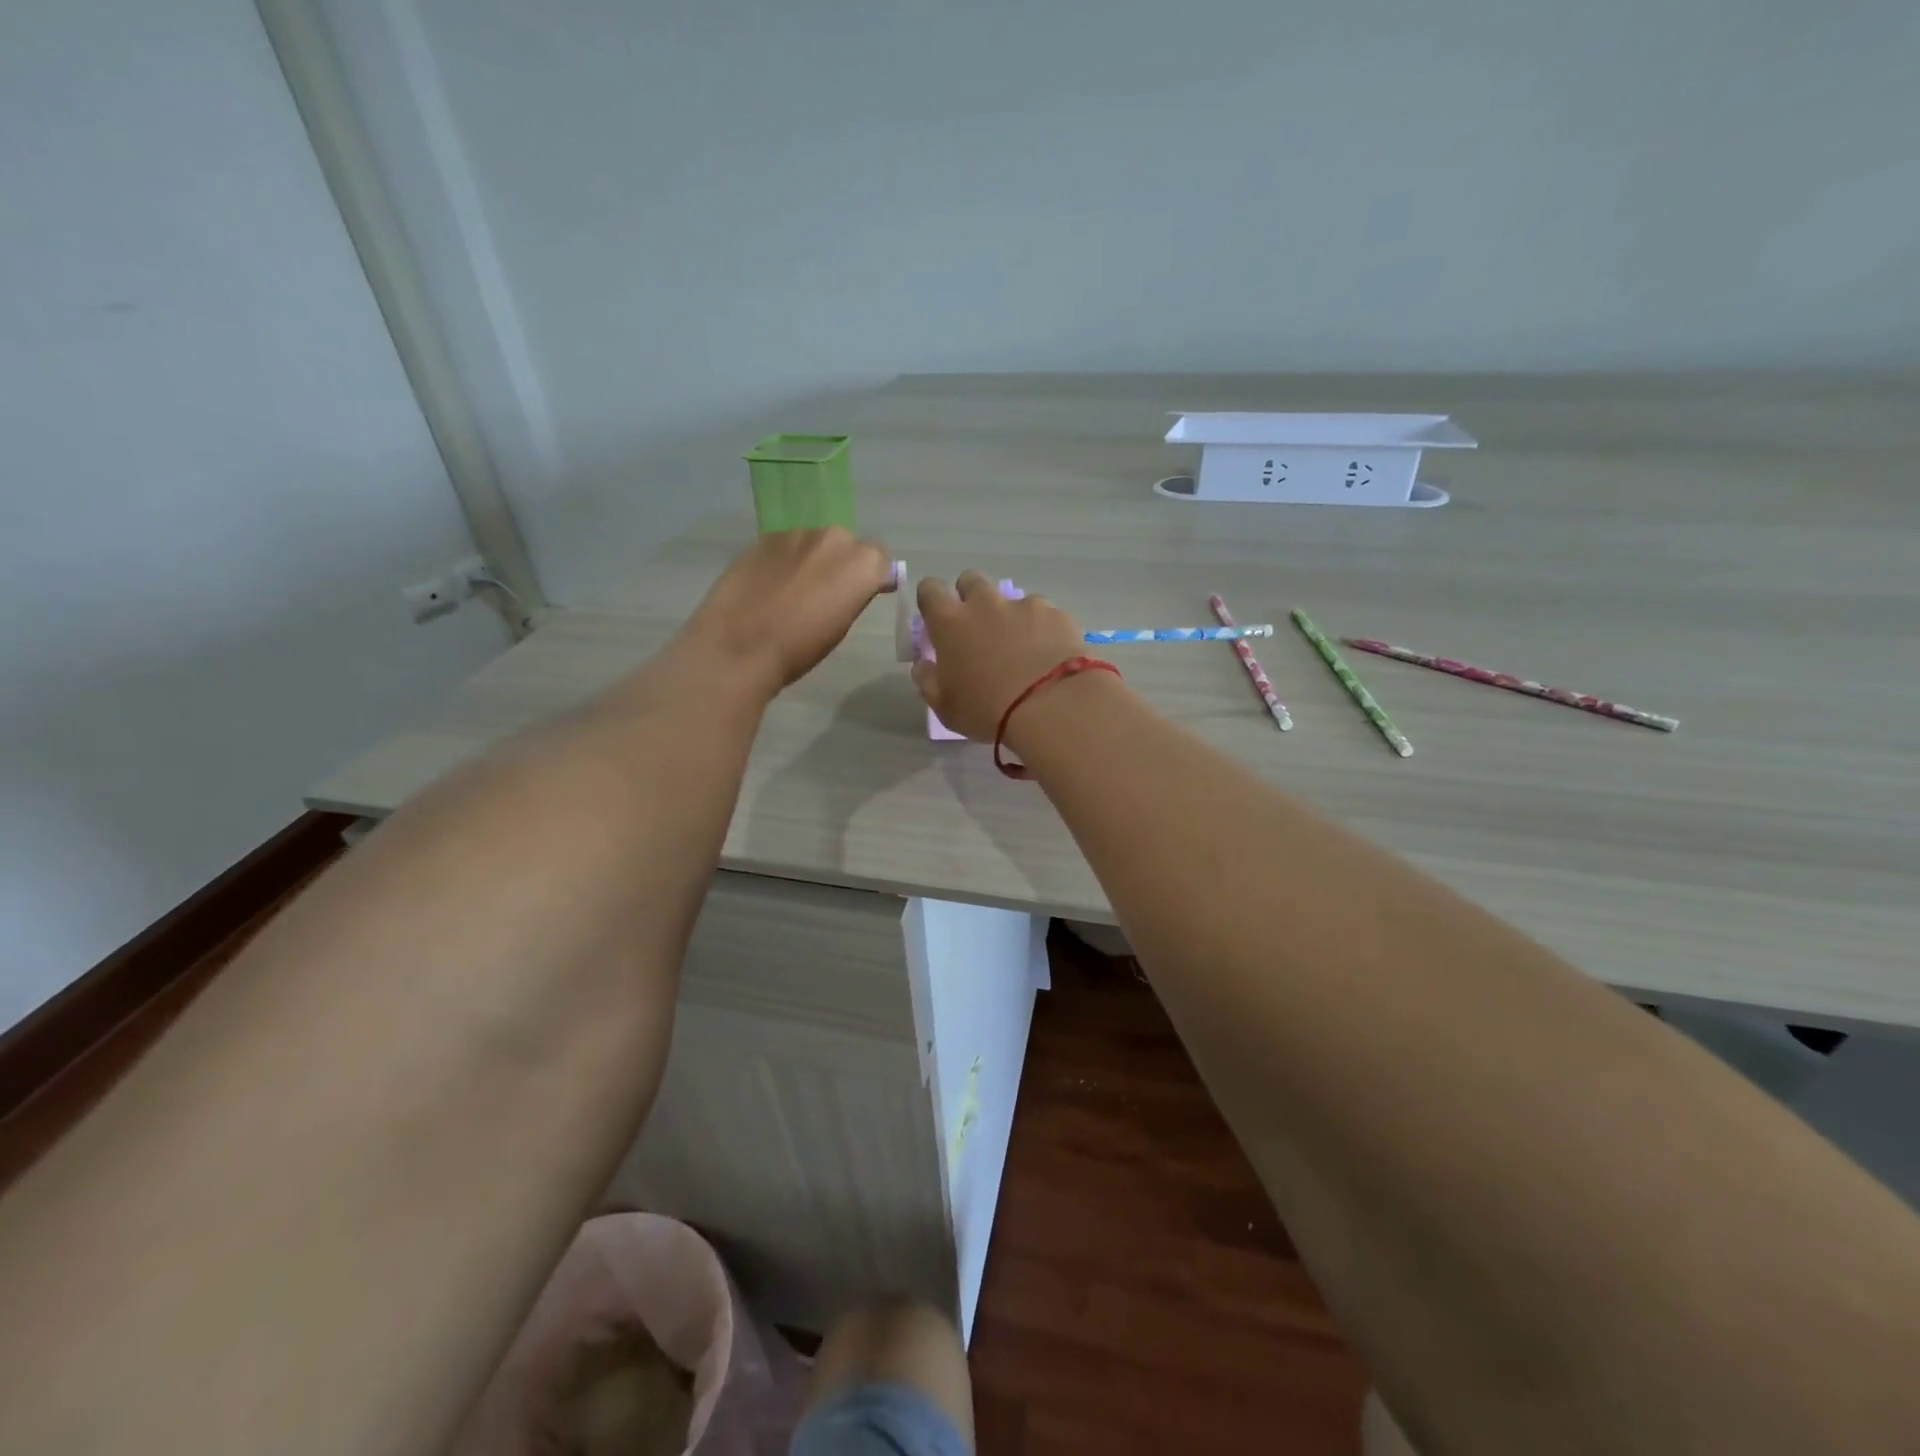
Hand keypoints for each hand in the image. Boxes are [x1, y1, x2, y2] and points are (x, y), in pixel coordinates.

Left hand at [681, 528, 893, 696]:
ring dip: (811, 560)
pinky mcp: (764, 537)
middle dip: (841, 563)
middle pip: (847, 545)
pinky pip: (786, 546)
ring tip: (793, 591)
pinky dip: (784, 560)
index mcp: (861, 563)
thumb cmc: (800, 648)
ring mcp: (796, 533)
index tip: (862, 595)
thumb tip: (852, 586)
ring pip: (814, 543)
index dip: (873, 576)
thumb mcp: (842, 626)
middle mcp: (833, 538)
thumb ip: (854, 595)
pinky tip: (769, 586)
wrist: (739, 645)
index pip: (880, 559)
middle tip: (825, 594)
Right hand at [910, 571, 1087, 739]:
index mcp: (950, 622)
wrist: (1052, 707)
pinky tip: (1051, 657)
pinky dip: (1044, 630)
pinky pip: (1046, 615)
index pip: (930, 589)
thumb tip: (924, 664)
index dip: (932, 600)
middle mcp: (986, 603)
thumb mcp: (946, 707)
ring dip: (1011, 617)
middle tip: (978, 629)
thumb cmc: (988, 710)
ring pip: (1012, 599)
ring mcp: (1025, 605)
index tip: (937, 619)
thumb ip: (928, 680)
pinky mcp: (1058, 615)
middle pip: (971, 580)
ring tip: (1023, 650)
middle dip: (971, 597)